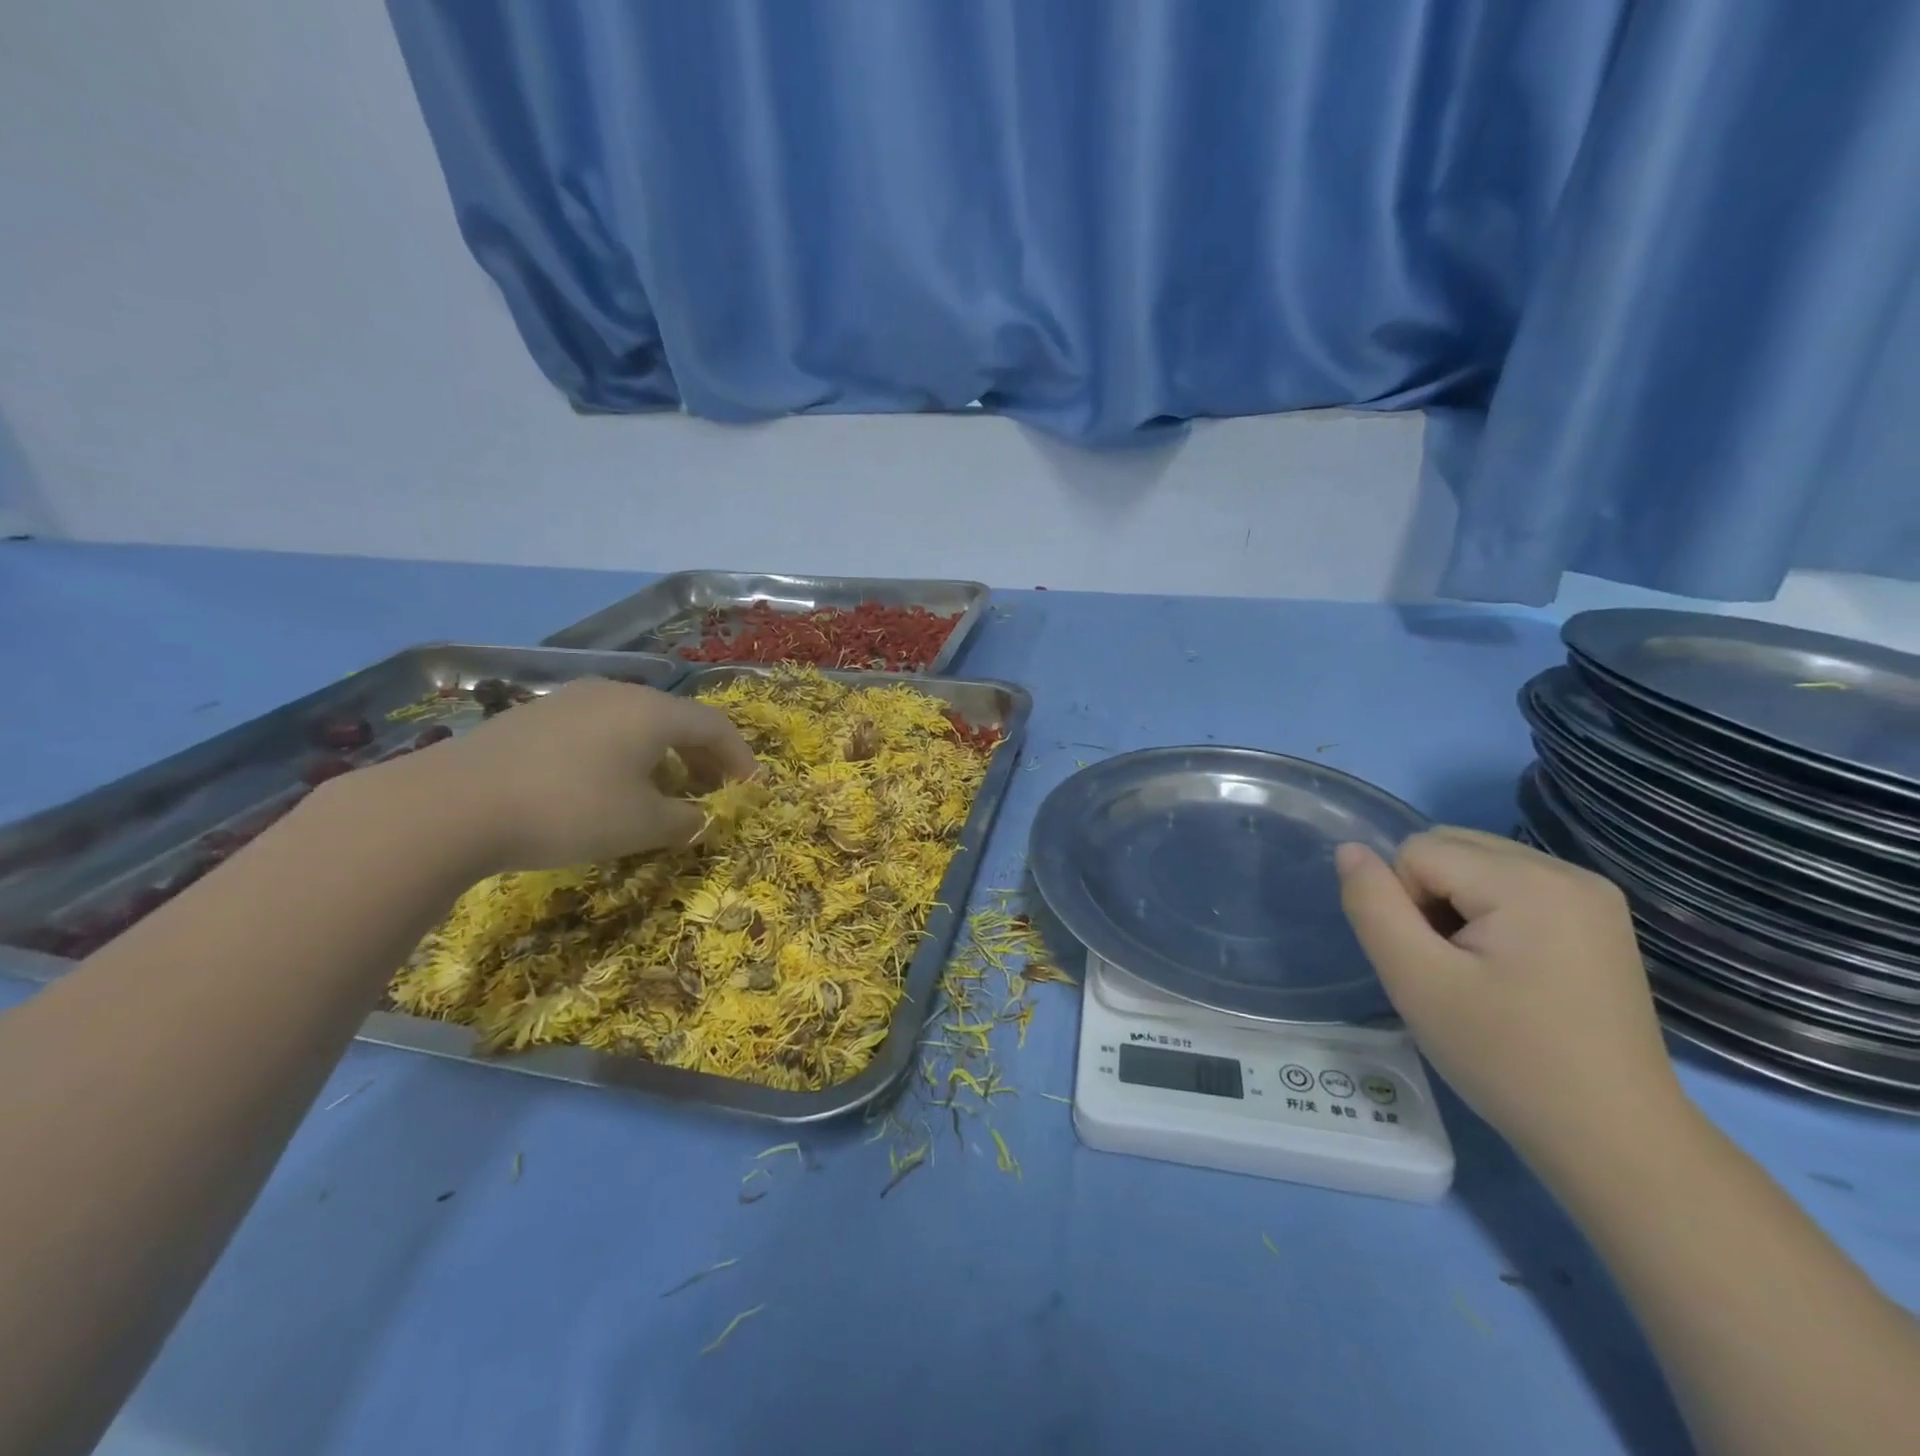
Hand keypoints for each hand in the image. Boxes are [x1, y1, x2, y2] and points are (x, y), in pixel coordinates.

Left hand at [373, 678, 756, 872]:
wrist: (451, 804)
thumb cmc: (569, 810)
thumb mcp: (641, 825)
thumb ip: (685, 820)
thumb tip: (700, 819)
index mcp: (652, 711)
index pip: (715, 726)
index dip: (740, 758)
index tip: (750, 789)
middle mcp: (617, 693)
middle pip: (678, 719)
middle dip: (703, 756)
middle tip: (713, 791)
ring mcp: (572, 700)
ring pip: (637, 723)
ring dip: (664, 756)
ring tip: (664, 791)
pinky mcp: (536, 716)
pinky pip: (601, 729)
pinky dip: (624, 754)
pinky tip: (609, 786)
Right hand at [1335, 827, 1679, 1161]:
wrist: (1614, 1139)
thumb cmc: (1506, 1059)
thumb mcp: (1416, 982)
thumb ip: (1373, 905)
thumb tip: (1350, 850)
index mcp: (1529, 881)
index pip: (1418, 852)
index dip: (1404, 905)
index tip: (1435, 966)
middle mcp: (1567, 871)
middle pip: (1450, 847)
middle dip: (1429, 899)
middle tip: (1453, 969)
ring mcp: (1591, 893)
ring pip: (1476, 864)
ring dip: (1455, 906)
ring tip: (1479, 971)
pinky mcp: (1598, 918)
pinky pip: (1510, 885)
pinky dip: (1488, 914)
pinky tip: (1508, 969)